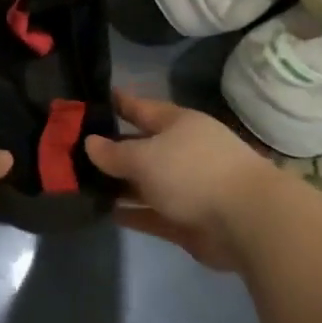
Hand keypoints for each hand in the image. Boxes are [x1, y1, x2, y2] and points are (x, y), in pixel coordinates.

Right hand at [86, 90, 278, 269]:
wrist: (247, 222)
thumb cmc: (193, 172)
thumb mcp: (145, 157)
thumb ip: (115, 153)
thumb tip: (90, 142)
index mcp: (177, 124)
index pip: (141, 108)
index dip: (117, 104)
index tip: (91, 101)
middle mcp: (182, 151)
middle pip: (142, 147)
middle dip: (112, 150)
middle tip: (75, 150)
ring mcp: (187, 187)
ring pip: (146, 183)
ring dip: (120, 185)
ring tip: (84, 185)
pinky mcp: (188, 221)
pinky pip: (153, 214)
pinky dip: (133, 213)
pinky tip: (107, 213)